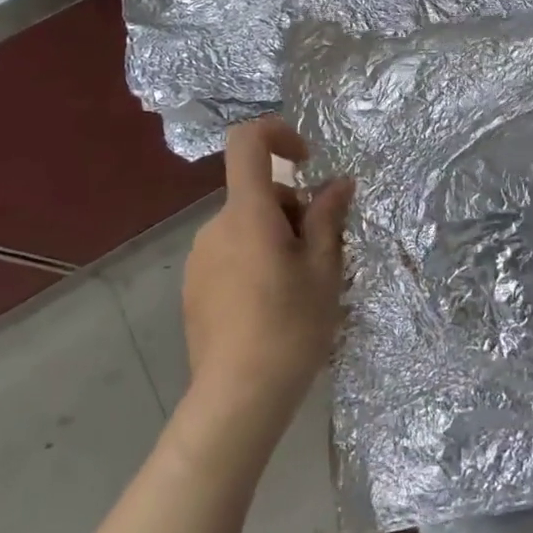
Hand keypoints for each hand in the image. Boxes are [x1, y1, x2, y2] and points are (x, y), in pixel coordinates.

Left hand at [182, 118, 354, 427]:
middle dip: (292, 211)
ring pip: (246, 227)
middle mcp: (215, 227)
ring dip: (274, 240)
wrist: (237, 398)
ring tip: (298, 289)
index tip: (307, 162)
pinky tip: (270, 309)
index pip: (248, 142)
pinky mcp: (193, 288)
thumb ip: (328, 217)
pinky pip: (230, 254)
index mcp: (247, 213)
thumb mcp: (323, 268)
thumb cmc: (290, 326)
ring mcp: (199, 259)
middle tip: (318, 257)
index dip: (278, 134)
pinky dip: (254, 262)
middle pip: (258, 194)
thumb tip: (339, 183)